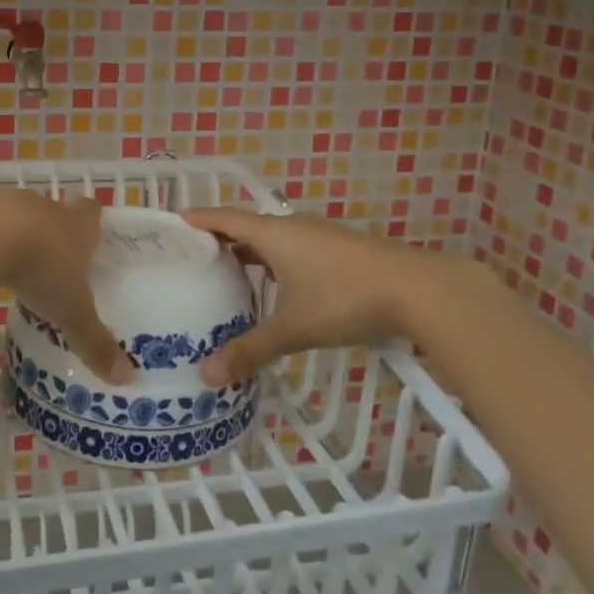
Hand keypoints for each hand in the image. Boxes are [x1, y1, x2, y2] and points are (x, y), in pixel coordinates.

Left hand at [0, 188, 133, 385]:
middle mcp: (43, 207)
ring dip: (12, 236)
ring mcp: (4, 202)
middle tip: (49, 265)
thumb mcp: (70, 311)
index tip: (89, 239)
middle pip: (52, 213)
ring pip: (14, 216)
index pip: (90, 211)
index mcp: (74, 225)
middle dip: (51, 234)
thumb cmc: (39, 267)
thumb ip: (94, 341)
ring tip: (9, 268)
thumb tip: (127, 377)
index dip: (91, 222)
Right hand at [181, 206, 466, 384]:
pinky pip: (293, 249)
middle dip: (220, 240)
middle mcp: (293, 228)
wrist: (419, 290)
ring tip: (227, 275)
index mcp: (273, 234)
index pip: (225, 217)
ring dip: (250, 253)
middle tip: (192, 258)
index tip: (173, 222)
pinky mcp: (340, 250)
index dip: (198, 219)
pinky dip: (275, 263)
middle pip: (247, 227)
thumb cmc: (345, 298)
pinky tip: (276, 289)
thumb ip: (250, 351)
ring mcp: (320, 237)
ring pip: (273, 240)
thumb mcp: (293, 328)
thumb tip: (206, 376)